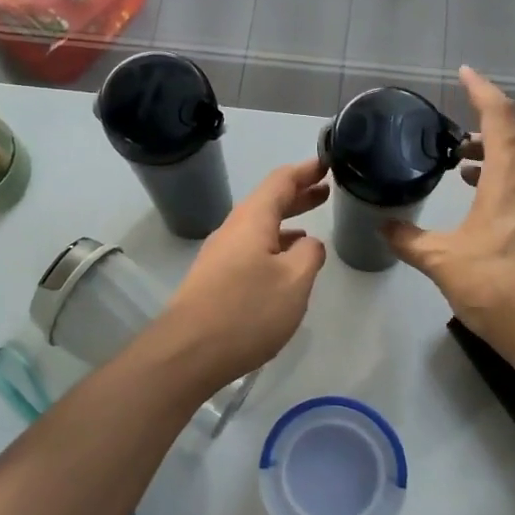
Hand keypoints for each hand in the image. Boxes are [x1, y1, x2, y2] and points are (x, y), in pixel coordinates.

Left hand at [162, 157, 329, 387]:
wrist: (188, 352)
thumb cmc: (247, 311)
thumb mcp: (294, 282)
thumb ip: (309, 255)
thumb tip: (309, 243)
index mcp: (252, 220)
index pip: (280, 181)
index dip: (305, 170)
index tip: (327, 163)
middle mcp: (232, 229)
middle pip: (268, 202)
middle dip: (297, 195)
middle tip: (326, 191)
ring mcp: (220, 254)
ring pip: (258, 227)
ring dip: (286, 222)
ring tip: (311, 226)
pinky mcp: (215, 279)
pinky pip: (250, 248)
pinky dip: (273, 245)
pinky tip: (284, 264)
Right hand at [385, 68, 514, 365]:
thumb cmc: (499, 286)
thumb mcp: (443, 261)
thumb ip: (409, 241)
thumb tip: (383, 227)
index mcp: (511, 179)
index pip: (499, 117)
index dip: (481, 90)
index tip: (464, 72)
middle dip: (487, 130)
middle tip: (455, 141)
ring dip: (498, 161)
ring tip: (465, 174)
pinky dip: (509, 187)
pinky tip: (486, 216)